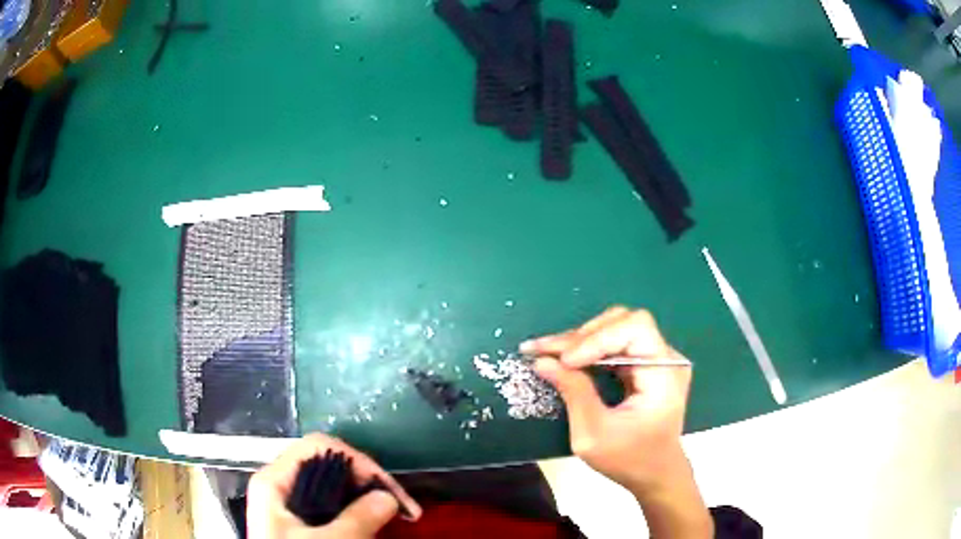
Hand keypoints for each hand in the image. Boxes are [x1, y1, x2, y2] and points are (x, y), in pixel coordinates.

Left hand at [247, 434, 421, 538]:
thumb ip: (358, 518)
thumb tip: (389, 498)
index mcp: (275, 480)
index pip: (319, 447)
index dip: (359, 462)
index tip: (389, 491)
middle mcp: (280, 485)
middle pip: (328, 464)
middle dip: (368, 482)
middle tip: (399, 506)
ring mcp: (289, 503)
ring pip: (333, 486)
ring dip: (365, 497)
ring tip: (393, 516)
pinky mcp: (300, 521)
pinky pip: (331, 505)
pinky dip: (355, 511)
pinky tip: (372, 524)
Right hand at [522, 306, 690, 490]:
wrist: (655, 473)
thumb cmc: (628, 460)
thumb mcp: (593, 435)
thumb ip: (573, 393)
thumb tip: (543, 361)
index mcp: (664, 375)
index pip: (635, 329)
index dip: (597, 338)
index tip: (564, 361)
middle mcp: (667, 358)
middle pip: (625, 322)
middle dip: (583, 336)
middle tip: (547, 351)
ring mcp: (660, 359)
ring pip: (619, 327)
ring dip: (583, 339)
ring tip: (552, 353)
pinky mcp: (648, 365)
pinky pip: (618, 343)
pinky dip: (590, 348)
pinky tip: (568, 358)